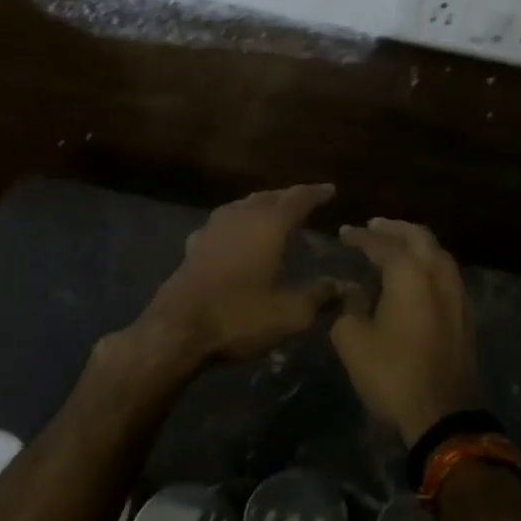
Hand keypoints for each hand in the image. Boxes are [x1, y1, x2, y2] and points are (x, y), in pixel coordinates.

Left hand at [136, 184, 338, 364]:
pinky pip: (223, 223)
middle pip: (269, 196)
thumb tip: (343, 285)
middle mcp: (242, 216)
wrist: (178, 329)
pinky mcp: (195, 244)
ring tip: (275, 215)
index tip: (330, 190)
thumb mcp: (290, 314)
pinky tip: (237, 236)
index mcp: (270, 224)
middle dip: (289, 197)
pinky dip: (238, 223)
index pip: (299, 198)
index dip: (317, 193)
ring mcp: (214, 227)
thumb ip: (320, 296)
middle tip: (306, 202)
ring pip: (243, 205)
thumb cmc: (240, 317)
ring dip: (262, 206)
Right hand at [331, 219, 475, 445]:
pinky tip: (417, 277)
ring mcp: (458, 295)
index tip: (344, 233)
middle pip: (419, 237)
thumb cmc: (392, 374)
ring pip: (438, 254)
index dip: (361, 237)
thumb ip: (348, 307)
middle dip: (395, 228)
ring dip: (416, 244)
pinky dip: (429, 264)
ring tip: (395, 246)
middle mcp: (439, 276)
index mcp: (410, 275)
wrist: (444, 414)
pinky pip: (447, 274)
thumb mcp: (353, 341)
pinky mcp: (467, 315)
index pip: (383, 244)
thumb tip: (352, 290)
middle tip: (374, 226)